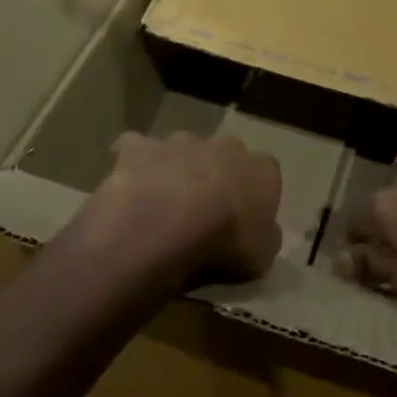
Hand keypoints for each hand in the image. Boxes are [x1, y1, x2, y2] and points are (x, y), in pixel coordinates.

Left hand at [81, 131, 282, 283]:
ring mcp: (180, 141)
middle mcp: (223, 145)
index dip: (255, 196)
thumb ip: (266, 238)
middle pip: (224, 154)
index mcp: (260, 169)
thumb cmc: (226, 240)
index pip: (267, 174)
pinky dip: (135, 162)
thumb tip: (263, 232)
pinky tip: (130, 185)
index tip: (245, 220)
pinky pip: (137, 148)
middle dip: (216, 173)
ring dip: (176, 167)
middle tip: (204, 210)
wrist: (169, 221)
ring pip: (181, 148)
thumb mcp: (262, 256)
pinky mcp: (141, 147)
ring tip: (165, 203)